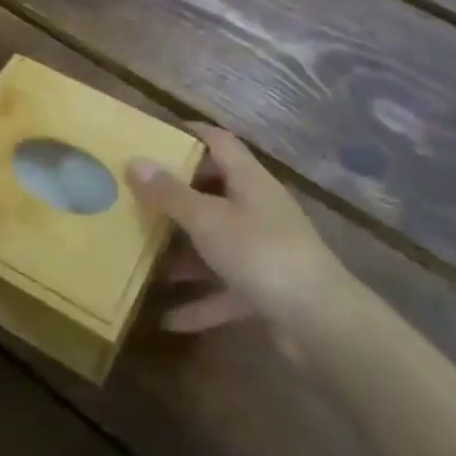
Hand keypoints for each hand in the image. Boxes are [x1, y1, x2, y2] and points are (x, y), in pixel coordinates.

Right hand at [128, 124, 348, 334]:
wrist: (320, 322)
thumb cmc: (261, 253)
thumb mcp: (208, 220)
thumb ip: (170, 194)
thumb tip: (135, 161)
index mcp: (249, 181)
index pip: (219, 142)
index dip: (190, 133)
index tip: (154, 135)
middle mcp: (258, 209)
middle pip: (214, 191)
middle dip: (177, 196)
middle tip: (136, 196)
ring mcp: (264, 250)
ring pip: (216, 242)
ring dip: (184, 251)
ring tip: (143, 254)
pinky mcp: (265, 289)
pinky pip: (224, 289)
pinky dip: (199, 301)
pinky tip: (167, 318)